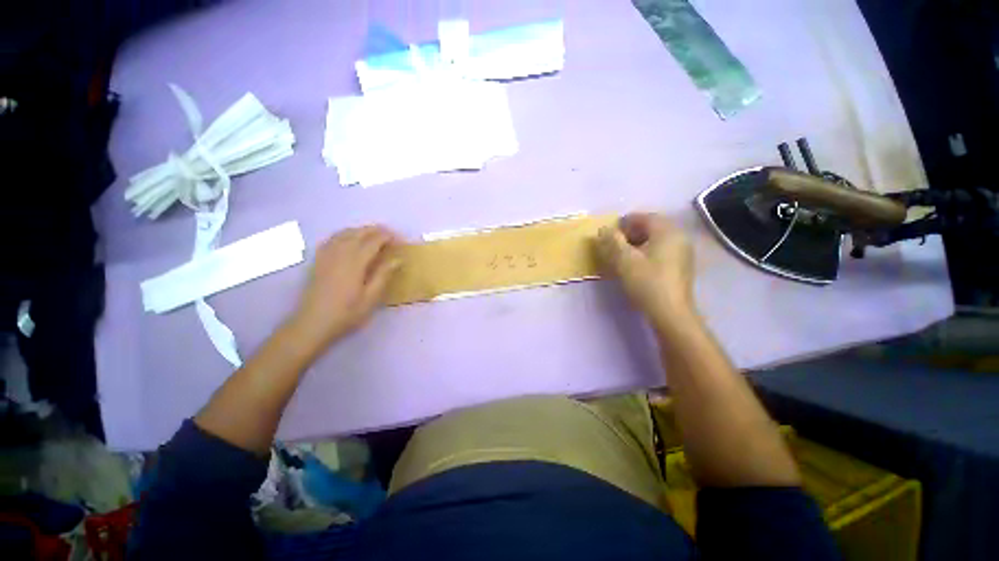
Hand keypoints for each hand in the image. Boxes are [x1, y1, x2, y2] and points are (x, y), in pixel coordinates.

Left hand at [289, 226, 401, 351]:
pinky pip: (331, 239)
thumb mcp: (371, 298)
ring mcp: (326, 256)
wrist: (312, 324)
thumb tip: (398, 259)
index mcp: (355, 263)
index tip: (399, 238)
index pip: (373, 241)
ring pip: (344, 234)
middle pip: (358, 233)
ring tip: (373, 233)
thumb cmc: (346, 313)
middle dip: (375, 230)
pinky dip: (343, 234)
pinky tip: (347, 238)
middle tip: (389, 233)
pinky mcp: (318, 261)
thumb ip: (383, 275)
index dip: (387, 237)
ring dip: (360, 230)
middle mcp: (340, 254)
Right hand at [596, 213, 695, 328]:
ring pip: (656, 240)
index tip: (609, 233)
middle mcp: (678, 237)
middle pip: (651, 227)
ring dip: (637, 243)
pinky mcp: (681, 265)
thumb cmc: (646, 282)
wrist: (670, 312)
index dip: (624, 223)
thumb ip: (612, 241)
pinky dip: (647, 252)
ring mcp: (682, 252)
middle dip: (630, 233)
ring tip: (622, 255)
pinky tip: (636, 264)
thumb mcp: (624, 260)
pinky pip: (661, 250)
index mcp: (667, 231)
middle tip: (614, 244)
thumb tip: (603, 229)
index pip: (643, 217)